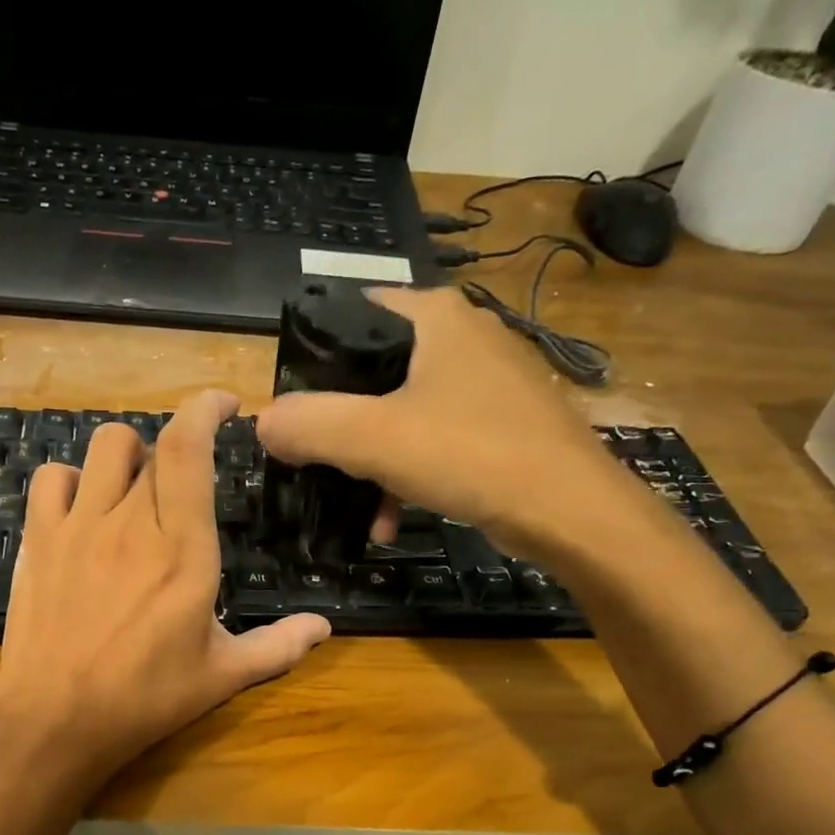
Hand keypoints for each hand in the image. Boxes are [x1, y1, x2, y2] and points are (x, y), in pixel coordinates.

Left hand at [0, 390, 331, 784]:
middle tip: (185, 479)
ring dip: (128, 455)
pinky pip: (53, 478)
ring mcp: (79, 526)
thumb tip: (324, 627)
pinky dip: (73, 480)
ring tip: (136, 489)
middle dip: (175, 446)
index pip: (189, 449)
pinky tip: (83, 509)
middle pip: (151, 444)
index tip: (225, 405)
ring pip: (104, 448)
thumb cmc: (146, 698)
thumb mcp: (222, 676)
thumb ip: (277, 646)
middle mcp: (132, 523)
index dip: (205, 409)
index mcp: (184, 549)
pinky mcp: (39, 540)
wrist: (56, 720)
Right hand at [254, 286, 651, 557]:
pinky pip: (432, 440)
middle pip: (370, 373)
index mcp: (433, 316)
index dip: (310, 362)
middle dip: (338, 426)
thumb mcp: (373, 439)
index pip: (348, 316)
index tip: (290, 411)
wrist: (572, 512)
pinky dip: (405, 475)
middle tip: (314, 463)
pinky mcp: (499, 422)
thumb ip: (309, 424)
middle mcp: (461, 335)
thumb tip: (262, 422)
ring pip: (400, 413)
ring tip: (356, 508)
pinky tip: (390, 519)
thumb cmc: (471, 455)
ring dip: (369, 463)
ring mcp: (485, 380)